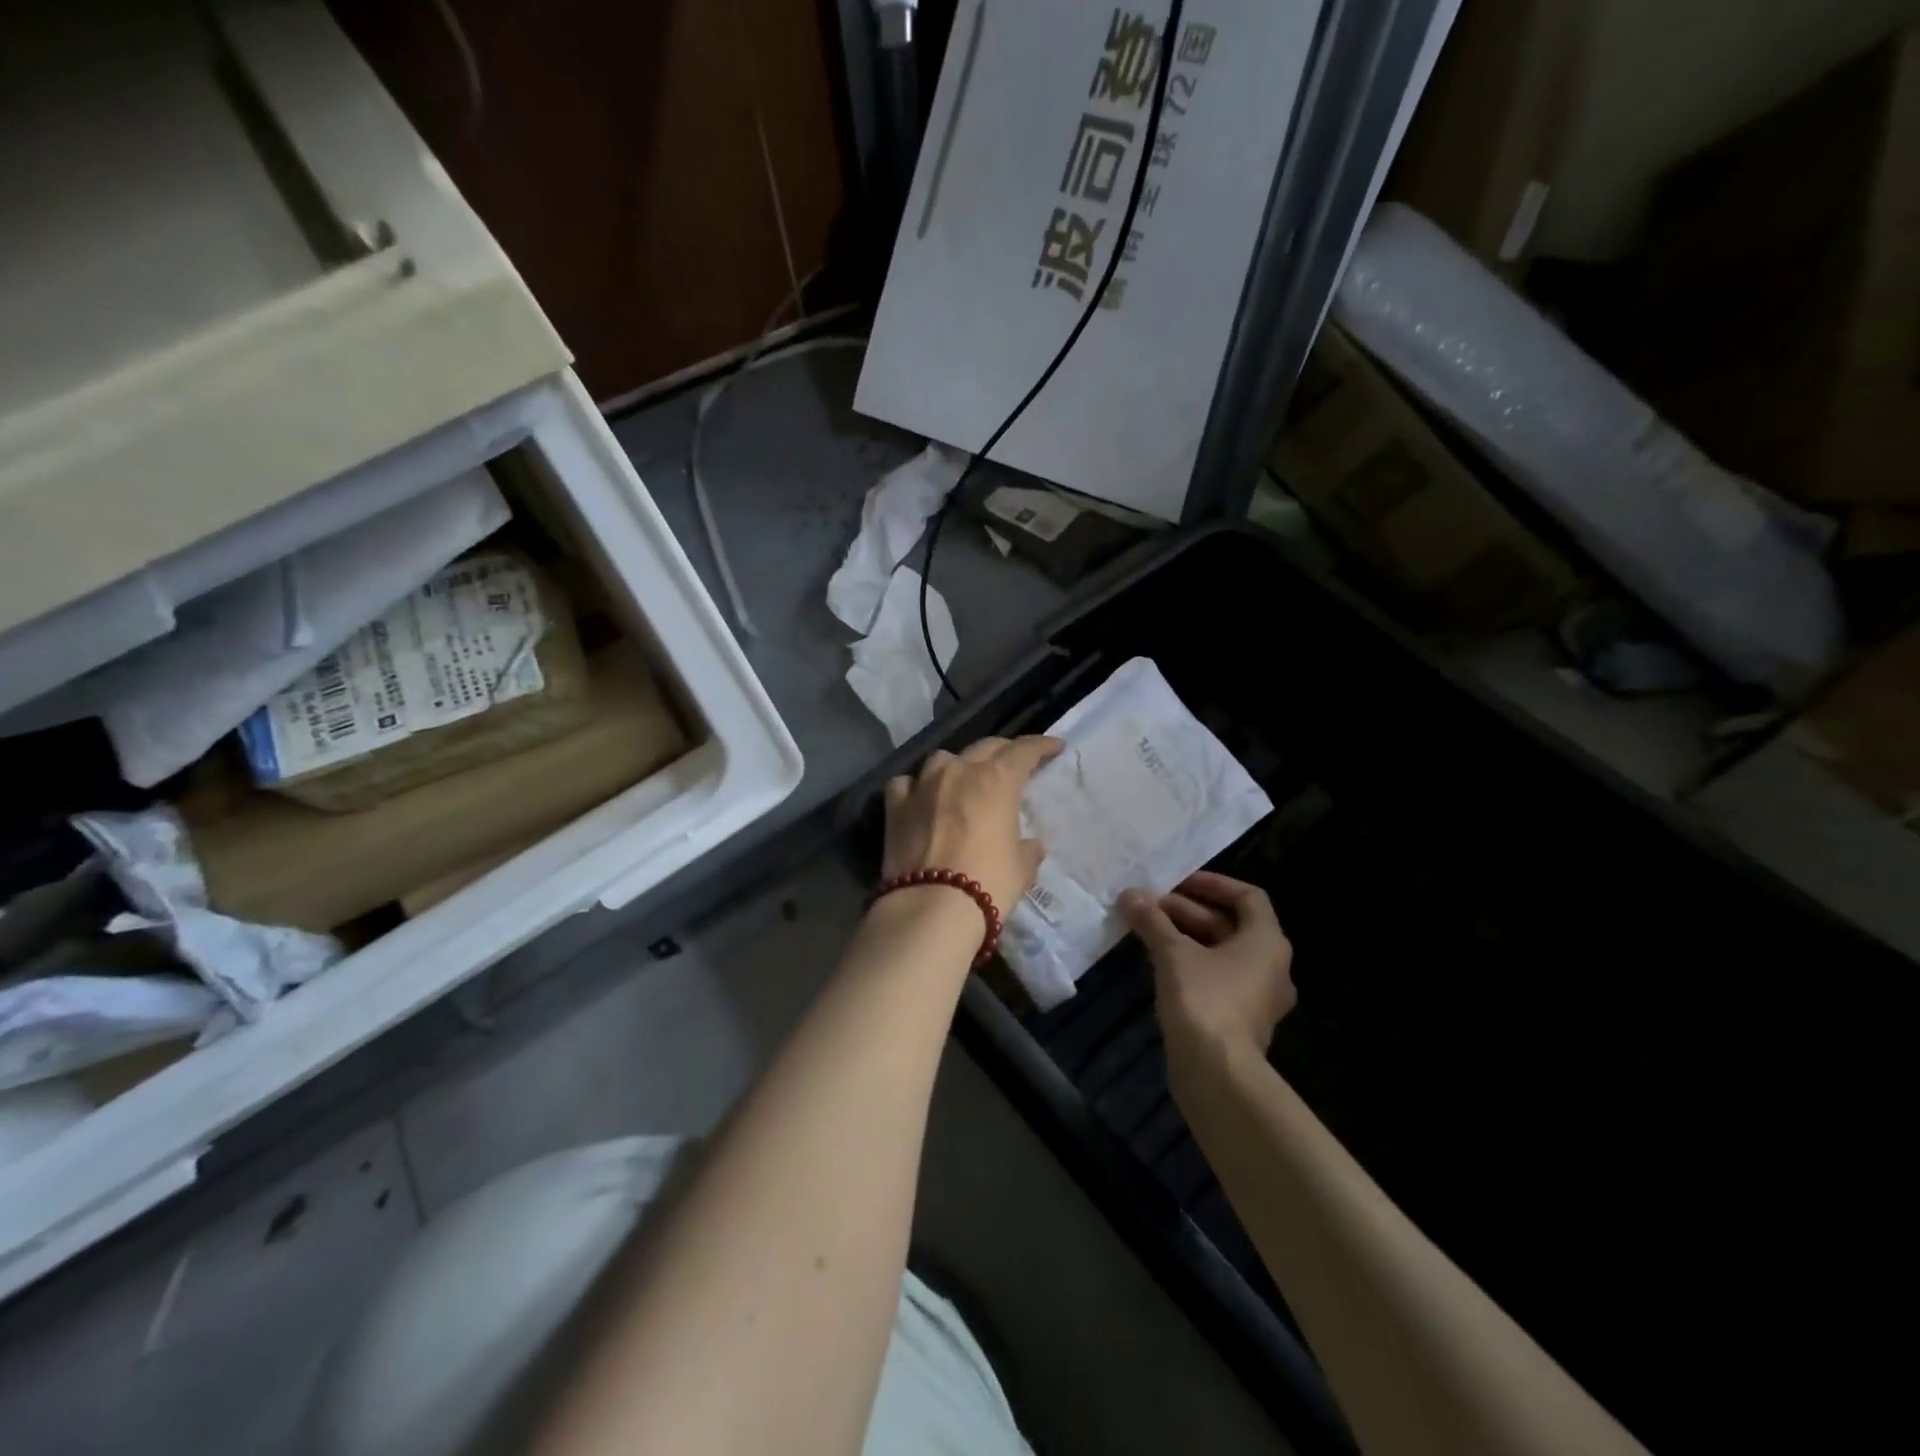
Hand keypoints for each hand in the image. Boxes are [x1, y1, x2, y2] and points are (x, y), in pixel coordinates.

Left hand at [882, 736, 1064, 917]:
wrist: (931, 907)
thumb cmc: (988, 883)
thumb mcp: (1021, 868)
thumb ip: (1027, 849)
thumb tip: (1029, 845)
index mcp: (996, 780)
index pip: (1024, 751)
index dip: (1041, 745)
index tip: (1055, 746)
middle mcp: (958, 771)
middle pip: (985, 747)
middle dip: (1004, 751)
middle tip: (1014, 763)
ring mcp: (923, 785)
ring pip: (943, 758)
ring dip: (958, 765)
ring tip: (964, 779)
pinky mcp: (895, 806)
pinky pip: (906, 783)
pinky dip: (916, 786)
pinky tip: (920, 797)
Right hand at [1119, 872, 1294, 1081]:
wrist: (1217, 1074)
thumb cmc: (1204, 1000)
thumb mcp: (1173, 953)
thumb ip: (1152, 921)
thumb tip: (1129, 894)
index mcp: (1267, 942)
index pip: (1247, 897)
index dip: (1212, 884)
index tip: (1176, 882)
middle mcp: (1271, 966)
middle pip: (1229, 925)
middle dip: (1186, 912)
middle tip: (1148, 906)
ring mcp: (1257, 996)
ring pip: (1220, 953)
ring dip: (1185, 937)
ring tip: (1146, 930)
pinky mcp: (1240, 1020)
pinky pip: (1217, 978)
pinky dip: (1191, 965)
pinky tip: (1159, 965)